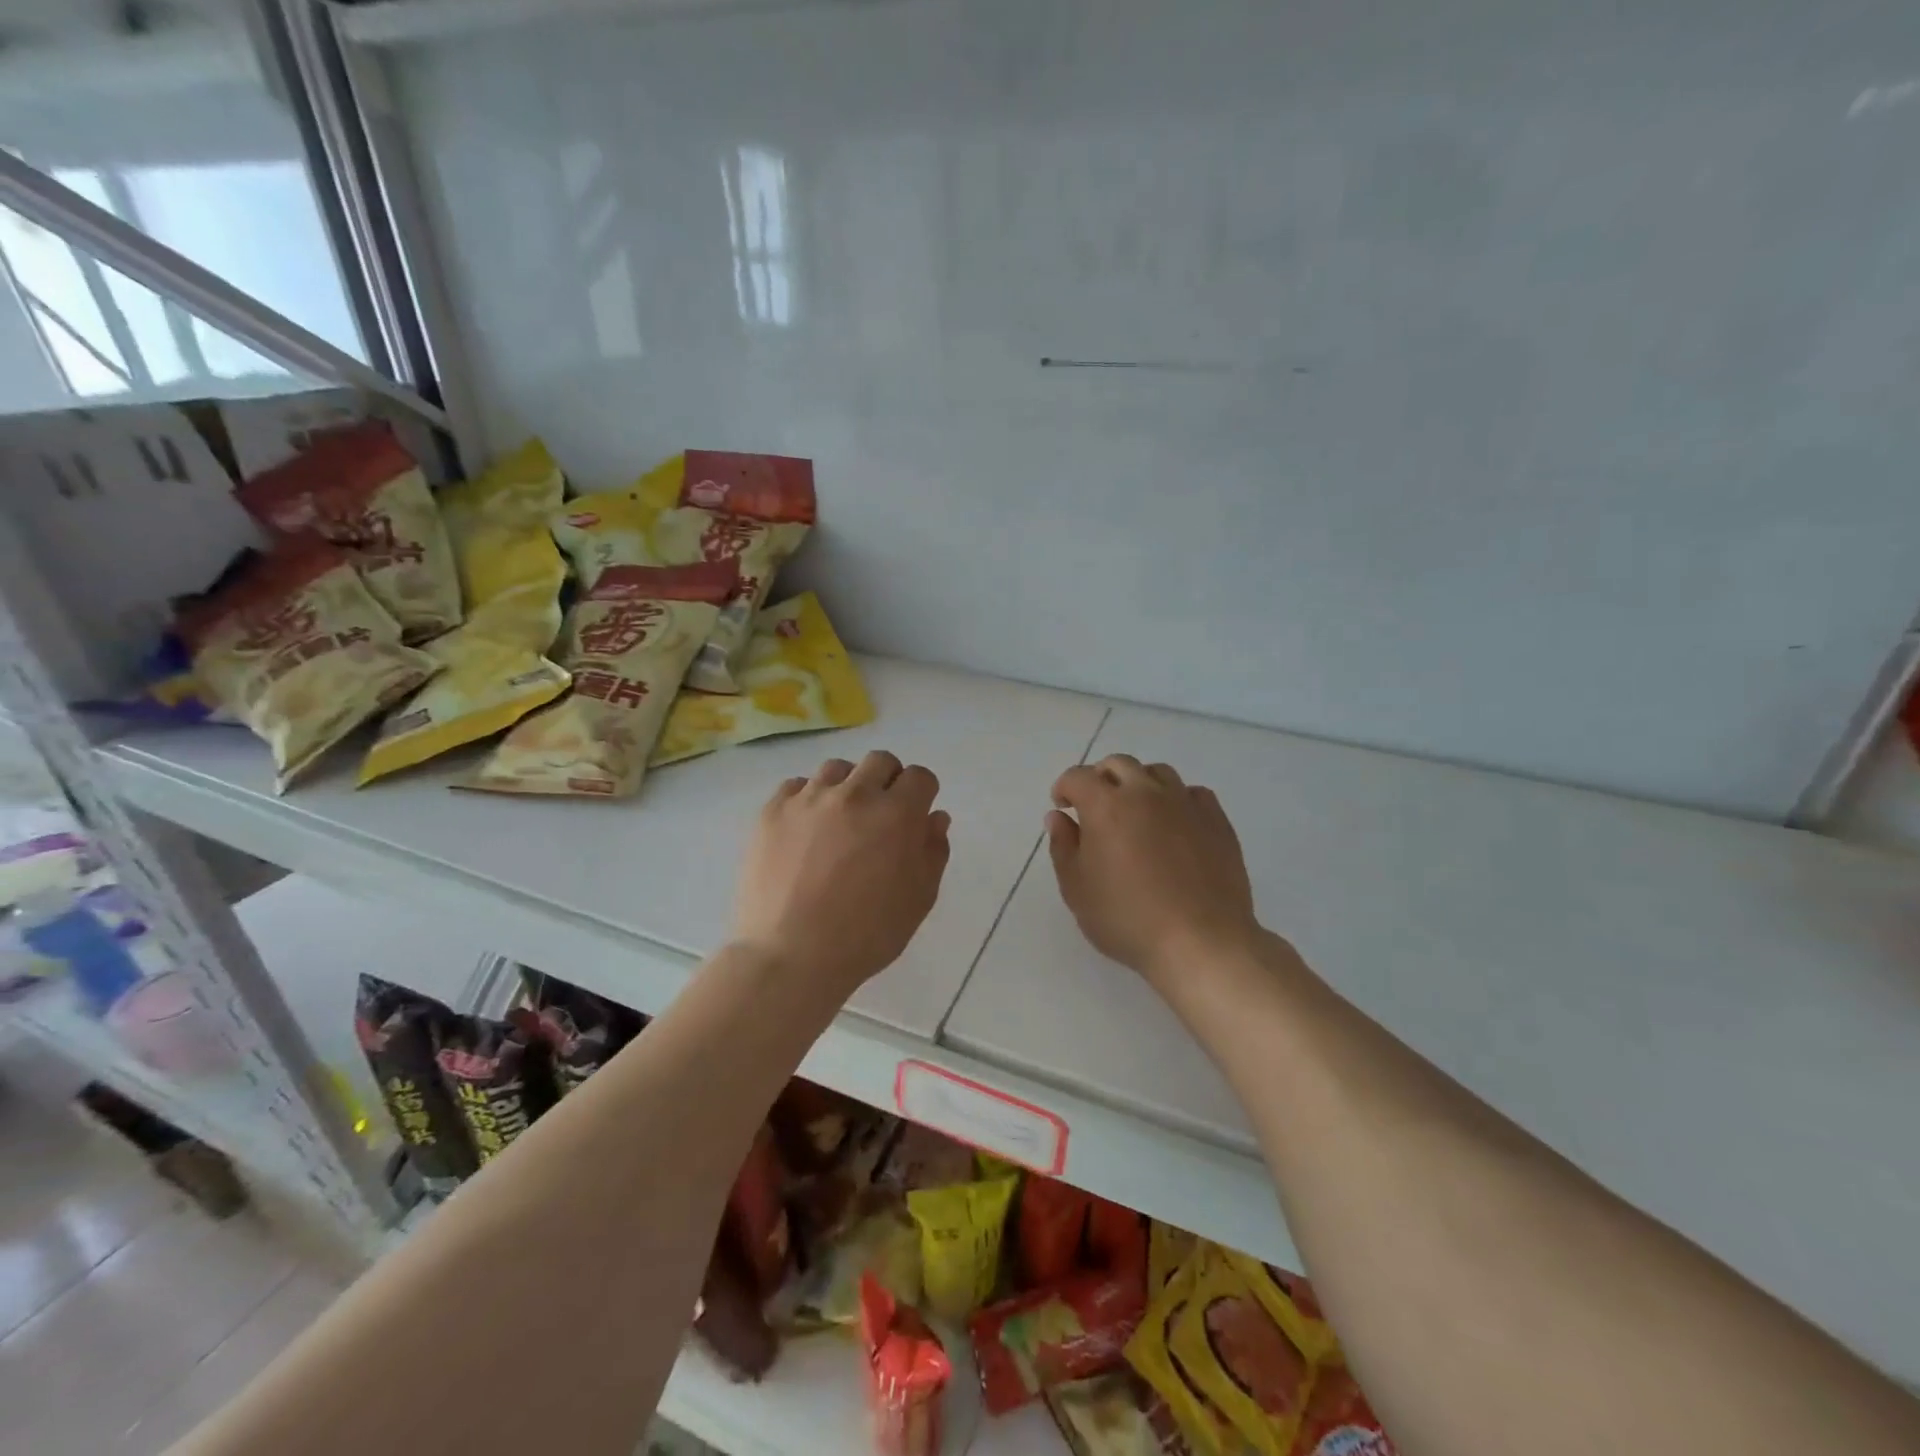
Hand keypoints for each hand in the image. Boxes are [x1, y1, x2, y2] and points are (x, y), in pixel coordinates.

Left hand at [733, 751, 950, 996]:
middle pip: (880, 761)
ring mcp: (809, 799)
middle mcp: (854, 794)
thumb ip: (933, 851)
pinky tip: (806, 830)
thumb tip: (934, 817)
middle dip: (888, 781)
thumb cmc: (866, 935)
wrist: (791, 956)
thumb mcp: (919, 899)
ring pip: (837, 768)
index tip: (915, 815)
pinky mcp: (772, 811)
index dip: (922, 794)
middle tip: (880, 815)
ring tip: (840, 820)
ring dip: (847, 786)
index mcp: (896, 814)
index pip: (920, 776)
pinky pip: (796, 786)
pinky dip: (808, 799)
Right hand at [1047, 755, 1260, 989]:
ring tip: (1136, 812)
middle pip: (1118, 764)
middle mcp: (1145, 792)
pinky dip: (1176, 799)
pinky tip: (1174, 824)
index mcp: (1106, 806)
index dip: (1065, 787)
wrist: (1200, 942)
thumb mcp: (1077, 890)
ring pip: (1157, 773)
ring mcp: (1185, 803)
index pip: (1078, 777)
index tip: (1063, 807)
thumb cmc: (1128, 919)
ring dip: (1139, 784)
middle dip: (1100, 779)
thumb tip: (1059, 817)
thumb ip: (1063, 846)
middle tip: (1096, 807)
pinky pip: (1192, 793)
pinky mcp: (1216, 820)